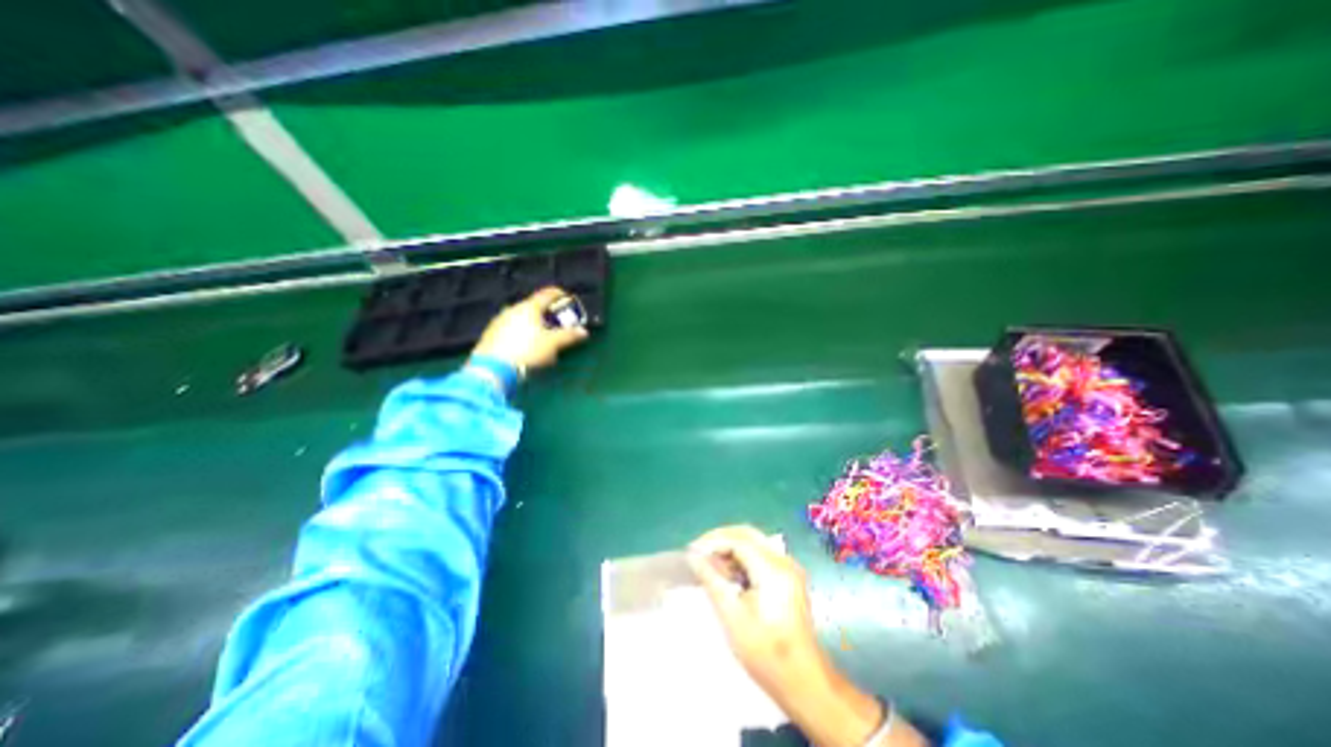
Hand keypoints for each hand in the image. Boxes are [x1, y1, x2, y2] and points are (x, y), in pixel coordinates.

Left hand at [474, 290, 585, 376]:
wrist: (493, 368)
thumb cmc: (527, 350)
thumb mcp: (553, 344)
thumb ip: (569, 336)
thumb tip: (584, 331)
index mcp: (529, 307)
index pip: (546, 294)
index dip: (558, 294)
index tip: (567, 298)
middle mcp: (512, 309)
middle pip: (533, 307)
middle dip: (546, 314)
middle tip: (557, 323)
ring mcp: (499, 321)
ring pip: (521, 318)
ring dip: (533, 325)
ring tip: (542, 338)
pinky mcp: (490, 334)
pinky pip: (511, 329)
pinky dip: (521, 333)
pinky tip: (525, 347)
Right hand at [686, 523, 823, 697]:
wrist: (804, 682)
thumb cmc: (766, 654)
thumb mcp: (732, 617)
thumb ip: (712, 580)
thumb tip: (693, 557)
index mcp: (773, 569)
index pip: (737, 540)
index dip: (712, 541)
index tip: (692, 552)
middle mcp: (784, 561)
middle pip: (747, 534)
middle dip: (720, 539)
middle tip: (699, 553)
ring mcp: (789, 567)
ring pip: (754, 542)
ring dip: (730, 547)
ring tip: (710, 565)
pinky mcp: (788, 576)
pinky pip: (761, 554)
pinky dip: (742, 557)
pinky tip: (729, 574)